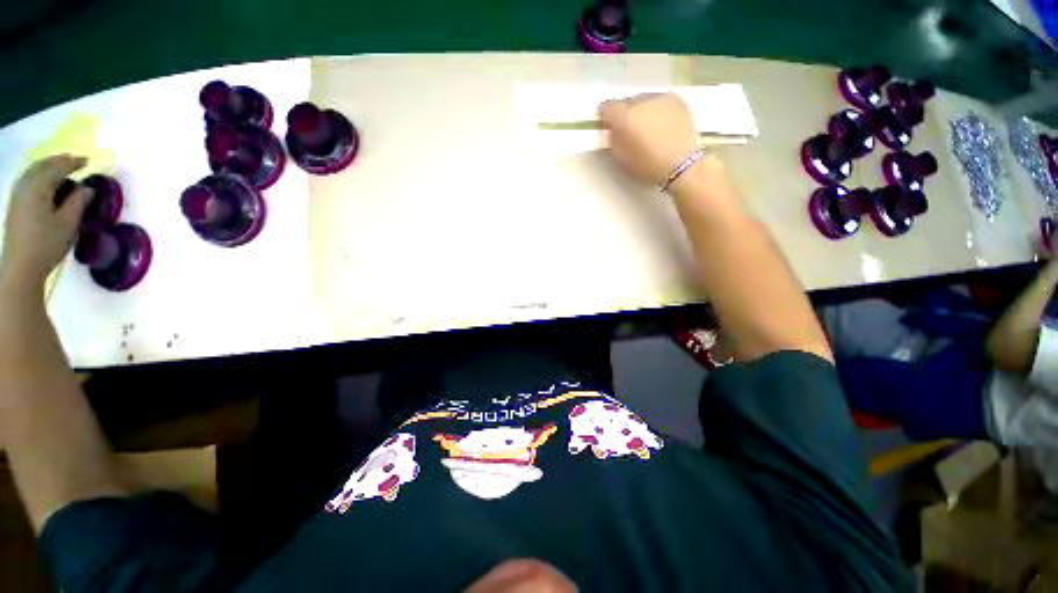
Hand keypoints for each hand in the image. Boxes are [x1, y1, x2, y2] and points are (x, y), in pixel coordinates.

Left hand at [2, 155, 92, 287]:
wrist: (21, 265)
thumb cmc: (47, 244)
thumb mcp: (68, 223)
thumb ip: (78, 202)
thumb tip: (88, 188)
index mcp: (39, 187)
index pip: (58, 168)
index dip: (73, 163)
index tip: (88, 161)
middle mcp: (26, 186)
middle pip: (42, 166)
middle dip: (58, 161)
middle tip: (75, 161)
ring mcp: (18, 195)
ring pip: (33, 172)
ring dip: (48, 167)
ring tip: (61, 169)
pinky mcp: (16, 204)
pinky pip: (28, 180)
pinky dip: (39, 175)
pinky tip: (46, 182)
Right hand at [598, 93, 699, 186]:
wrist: (682, 165)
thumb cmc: (648, 166)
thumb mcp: (622, 158)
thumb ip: (613, 139)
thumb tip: (612, 129)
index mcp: (625, 118)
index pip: (607, 107)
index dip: (605, 117)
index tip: (607, 125)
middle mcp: (641, 102)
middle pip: (626, 102)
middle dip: (625, 114)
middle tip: (629, 129)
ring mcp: (660, 98)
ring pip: (643, 100)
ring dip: (641, 111)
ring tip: (647, 128)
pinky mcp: (676, 99)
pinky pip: (659, 101)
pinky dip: (656, 110)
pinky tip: (661, 125)